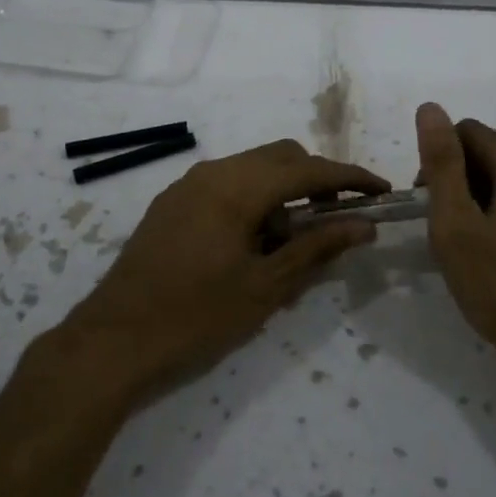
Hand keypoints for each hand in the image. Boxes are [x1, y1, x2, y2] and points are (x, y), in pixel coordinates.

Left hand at [59, 139, 386, 401]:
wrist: (114, 339)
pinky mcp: (174, 201)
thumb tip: (364, 226)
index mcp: (237, 187)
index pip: (308, 170)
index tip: (382, 191)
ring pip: (253, 169)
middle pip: (281, 157)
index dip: (350, 179)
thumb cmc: (196, 316)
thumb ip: (317, 248)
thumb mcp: (266, 287)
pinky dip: (254, 201)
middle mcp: (213, 172)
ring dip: (284, 193)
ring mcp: (189, 184)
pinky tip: (254, 244)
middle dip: (316, 182)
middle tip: (338, 222)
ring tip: (289, 246)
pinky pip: (228, 184)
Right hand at [416, 102, 495, 401]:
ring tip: (472, 248)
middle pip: (491, 153)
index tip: (428, 204)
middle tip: (446, 231)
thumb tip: (430, 107)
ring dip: (483, 200)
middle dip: (461, 181)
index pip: (467, 132)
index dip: (438, 161)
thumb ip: (442, 162)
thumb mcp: (456, 225)